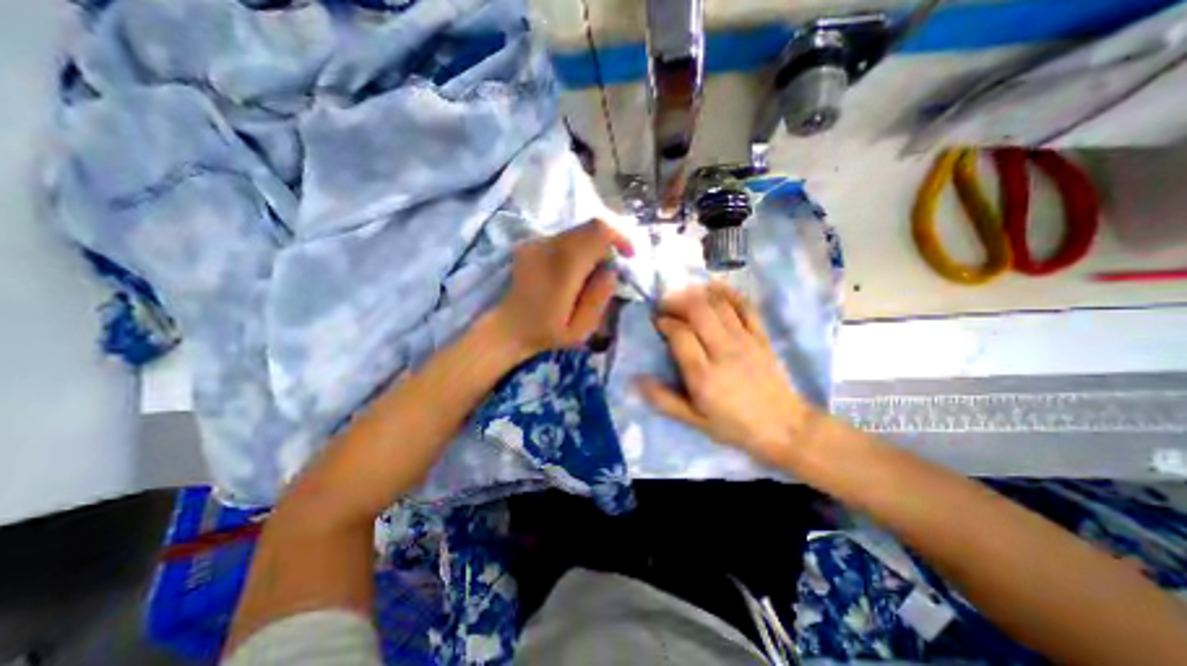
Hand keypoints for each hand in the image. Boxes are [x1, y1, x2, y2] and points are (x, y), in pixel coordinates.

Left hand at [491, 218, 634, 354]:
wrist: (504, 328)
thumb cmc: (543, 333)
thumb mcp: (580, 329)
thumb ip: (599, 297)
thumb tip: (610, 271)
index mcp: (564, 266)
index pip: (599, 231)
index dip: (619, 238)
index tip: (627, 256)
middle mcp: (549, 246)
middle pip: (589, 228)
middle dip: (606, 245)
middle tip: (607, 271)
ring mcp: (536, 243)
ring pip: (575, 232)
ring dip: (590, 247)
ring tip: (588, 276)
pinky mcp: (529, 246)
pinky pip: (561, 239)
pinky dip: (575, 250)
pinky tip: (569, 274)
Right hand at [640, 284, 817, 463]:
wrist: (784, 428)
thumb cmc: (734, 426)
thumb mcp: (694, 421)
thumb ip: (664, 400)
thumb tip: (636, 380)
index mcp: (703, 375)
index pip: (680, 334)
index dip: (665, 322)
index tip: (657, 321)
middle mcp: (723, 351)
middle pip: (698, 311)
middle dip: (677, 301)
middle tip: (666, 303)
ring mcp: (745, 341)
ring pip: (719, 305)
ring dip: (698, 294)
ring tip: (684, 294)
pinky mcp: (761, 336)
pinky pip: (746, 307)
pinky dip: (729, 293)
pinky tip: (715, 287)